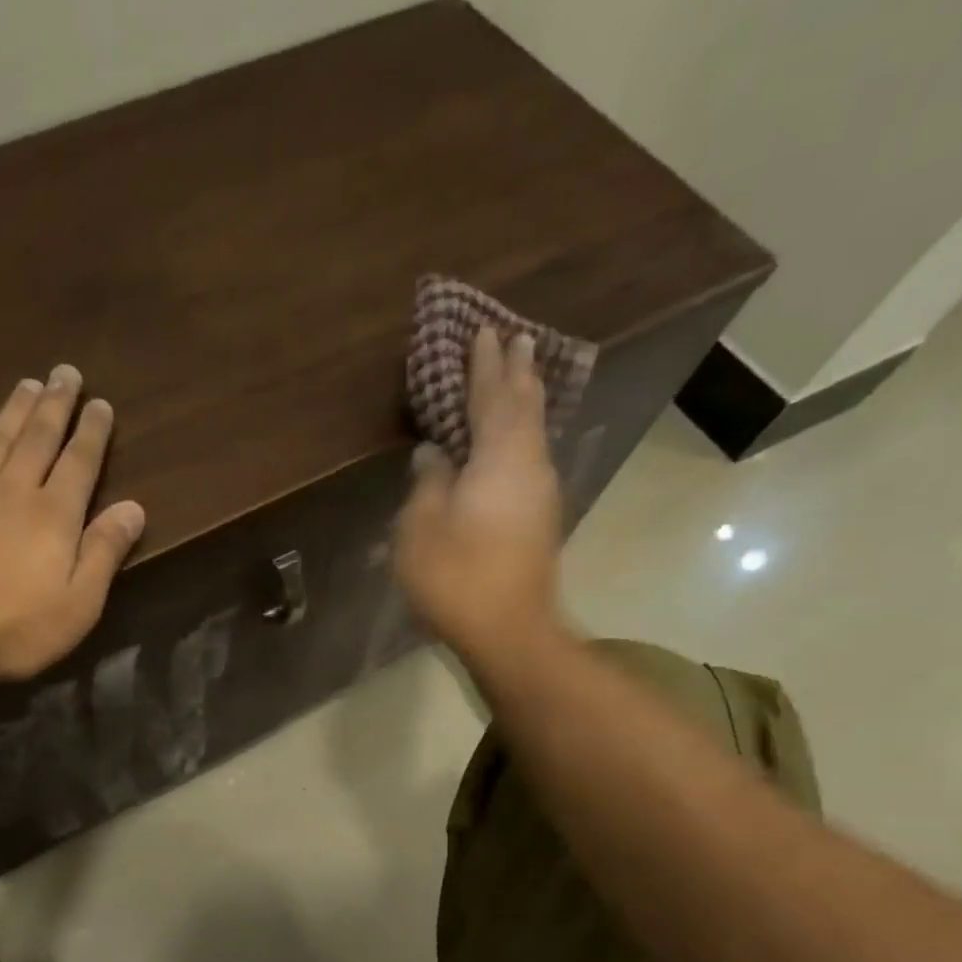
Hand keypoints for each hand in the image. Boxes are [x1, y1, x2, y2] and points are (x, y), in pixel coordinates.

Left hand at [0, 364, 144, 693]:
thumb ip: (105, 552)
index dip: (92, 432)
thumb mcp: (78, 604)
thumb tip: (134, 507)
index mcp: (53, 516)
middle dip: (55, 405)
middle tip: (65, 372)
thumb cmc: (12, 628)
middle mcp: (12, 492)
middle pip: (38, 439)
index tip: (101, 404)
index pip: (79, 463)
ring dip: (13, 410)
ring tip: (27, 383)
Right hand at [395, 326, 566, 669]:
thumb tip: (435, 453)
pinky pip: (529, 458)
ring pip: (532, 433)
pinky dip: (519, 436)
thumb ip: (428, 482)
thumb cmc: (456, 575)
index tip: (484, 331)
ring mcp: (540, 494)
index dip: (484, 365)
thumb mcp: (422, 526)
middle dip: (517, 372)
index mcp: (500, 458)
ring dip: (523, 402)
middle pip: (525, 408)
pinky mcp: (539, 519)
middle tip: (516, 339)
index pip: (492, 397)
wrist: (508, 631)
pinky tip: (511, 440)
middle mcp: (530, 466)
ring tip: (516, 379)